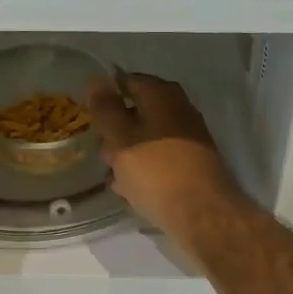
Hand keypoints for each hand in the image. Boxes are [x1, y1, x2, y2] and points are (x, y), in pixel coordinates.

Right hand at [85, 73, 240, 237]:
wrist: (203, 214)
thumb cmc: (156, 171)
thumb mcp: (120, 138)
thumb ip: (106, 108)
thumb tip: (97, 79)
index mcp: (162, 94)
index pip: (125, 82)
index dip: (103, 98)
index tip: (89, 119)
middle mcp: (179, 108)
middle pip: (136, 113)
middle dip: (115, 135)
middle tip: (105, 158)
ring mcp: (189, 136)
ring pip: (146, 139)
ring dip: (127, 157)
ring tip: (118, 182)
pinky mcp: (192, 162)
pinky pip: (159, 159)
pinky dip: (145, 171)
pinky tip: (134, 192)